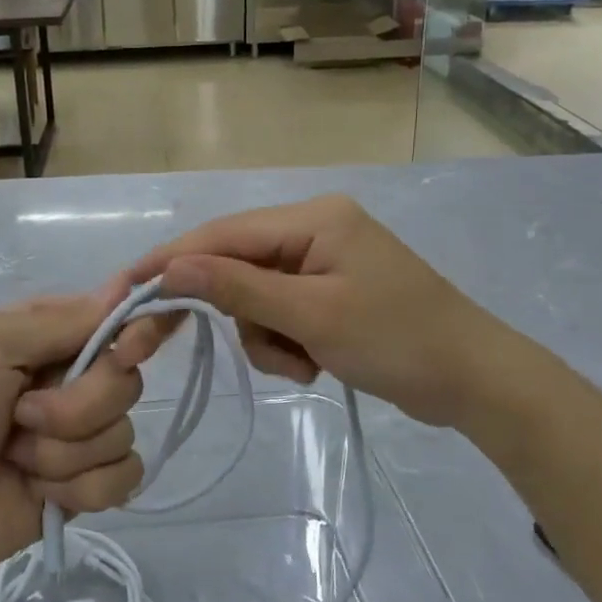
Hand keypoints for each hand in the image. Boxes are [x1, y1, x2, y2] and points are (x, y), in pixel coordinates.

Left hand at [0, 281, 172, 586]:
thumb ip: (59, 321)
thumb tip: (124, 288)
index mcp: (50, 336)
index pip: (117, 318)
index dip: (135, 331)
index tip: (128, 349)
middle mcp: (72, 378)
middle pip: (126, 380)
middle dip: (77, 406)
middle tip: (23, 416)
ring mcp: (82, 434)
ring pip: (123, 432)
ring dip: (63, 454)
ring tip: (16, 458)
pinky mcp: (88, 485)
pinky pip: (123, 478)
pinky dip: (80, 489)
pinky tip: (39, 492)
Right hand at [128, 195, 549, 430]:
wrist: (476, 383)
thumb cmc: (398, 341)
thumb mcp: (312, 314)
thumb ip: (238, 287)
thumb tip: (171, 267)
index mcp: (312, 218)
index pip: (223, 234)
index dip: (172, 261)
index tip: (126, 290)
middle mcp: (312, 229)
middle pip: (236, 264)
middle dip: (226, 309)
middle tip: (174, 346)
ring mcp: (321, 261)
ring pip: (254, 296)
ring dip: (266, 336)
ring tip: (302, 362)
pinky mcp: (328, 292)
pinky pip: (280, 313)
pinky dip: (285, 342)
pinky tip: (314, 363)